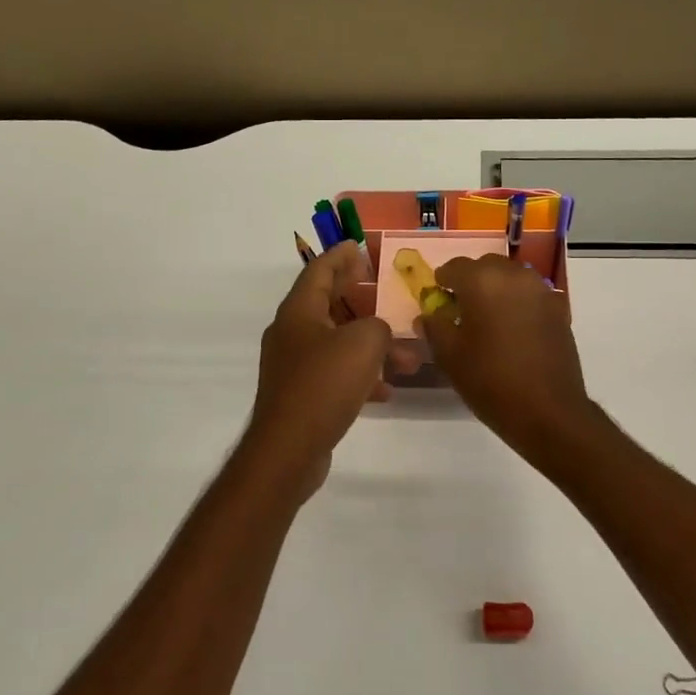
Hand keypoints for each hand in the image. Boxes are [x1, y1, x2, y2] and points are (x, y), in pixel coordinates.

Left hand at [246, 243, 404, 496]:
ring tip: (407, 360)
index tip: (358, 245)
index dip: (340, 256)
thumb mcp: (364, 343)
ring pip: (337, 343)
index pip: (319, 270)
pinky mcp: (301, 396)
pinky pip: (335, 374)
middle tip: (382, 289)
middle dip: (359, 298)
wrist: (289, 449)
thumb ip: (379, 327)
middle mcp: (291, 333)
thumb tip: (379, 333)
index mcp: (299, 312)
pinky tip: (385, 391)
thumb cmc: (324, 384)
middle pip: (327, 304)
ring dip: (371, 346)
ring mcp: (293, 366)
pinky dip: (360, 376)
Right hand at [421, 255, 595, 457]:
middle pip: (485, 267)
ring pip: (511, 278)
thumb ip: (434, 326)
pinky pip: (530, 295)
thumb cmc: (490, 381)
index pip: (454, 267)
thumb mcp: (449, 356)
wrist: (548, 410)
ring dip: (496, 290)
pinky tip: (513, 330)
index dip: (442, 282)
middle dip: (470, 282)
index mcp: (482, 281)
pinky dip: (517, 303)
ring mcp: (541, 290)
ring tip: (487, 320)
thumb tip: (430, 313)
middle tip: (460, 310)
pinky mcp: (558, 309)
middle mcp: (514, 275)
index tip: (437, 300)